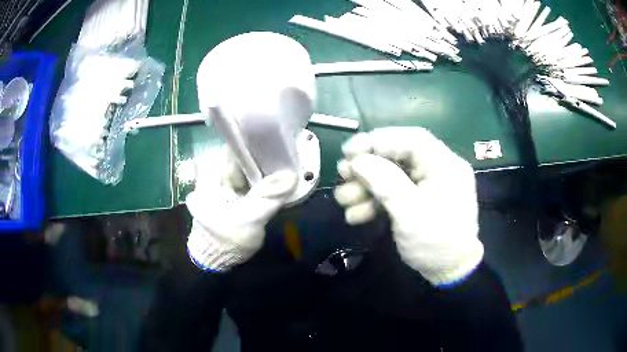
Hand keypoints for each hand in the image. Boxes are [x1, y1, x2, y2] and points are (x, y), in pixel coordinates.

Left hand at [186, 147, 297, 271]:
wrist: (216, 262)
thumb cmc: (226, 238)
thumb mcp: (250, 218)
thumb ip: (269, 196)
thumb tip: (291, 174)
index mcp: (212, 175)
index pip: (232, 147)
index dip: (253, 142)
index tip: (274, 140)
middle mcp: (215, 176)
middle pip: (240, 157)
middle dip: (261, 156)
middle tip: (284, 153)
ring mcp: (222, 186)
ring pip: (245, 169)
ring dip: (262, 169)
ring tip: (283, 164)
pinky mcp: (230, 195)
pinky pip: (247, 181)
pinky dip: (259, 180)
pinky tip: (274, 180)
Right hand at [334, 127, 483, 285]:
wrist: (449, 272)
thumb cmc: (436, 243)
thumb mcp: (410, 213)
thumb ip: (385, 183)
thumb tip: (358, 160)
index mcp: (445, 165)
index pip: (411, 139)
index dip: (379, 140)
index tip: (350, 151)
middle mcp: (437, 169)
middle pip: (398, 156)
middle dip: (368, 166)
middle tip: (342, 174)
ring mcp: (427, 185)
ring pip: (392, 175)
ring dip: (366, 186)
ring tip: (343, 199)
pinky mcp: (418, 200)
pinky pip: (395, 192)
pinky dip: (374, 201)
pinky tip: (356, 214)